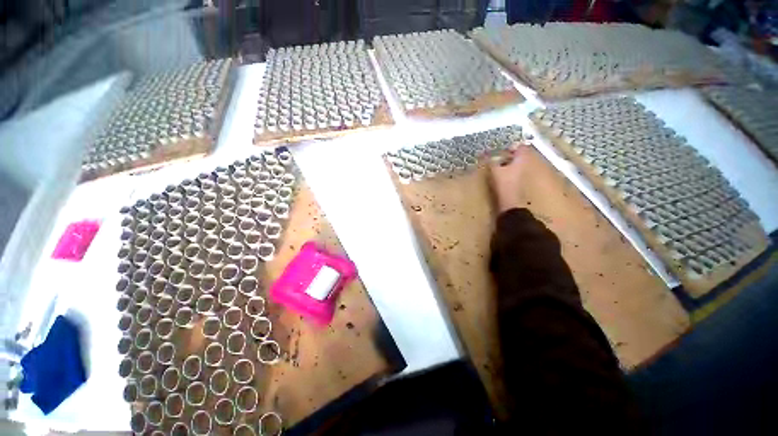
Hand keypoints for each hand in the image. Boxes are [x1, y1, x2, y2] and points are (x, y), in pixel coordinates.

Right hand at [488, 145, 530, 212]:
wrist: (511, 204)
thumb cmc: (504, 184)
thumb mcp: (495, 170)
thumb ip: (491, 161)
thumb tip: (486, 154)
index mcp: (522, 160)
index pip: (521, 147)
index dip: (512, 146)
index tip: (502, 149)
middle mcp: (526, 166)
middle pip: (519, 157)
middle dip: (508, 156)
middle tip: (497, 157)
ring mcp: (524, 175)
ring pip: (516, 166)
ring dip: (507, 165)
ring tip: (496, 167)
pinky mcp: (519, 184)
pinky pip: (514, 174)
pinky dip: (507, 173)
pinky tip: (499, 177)